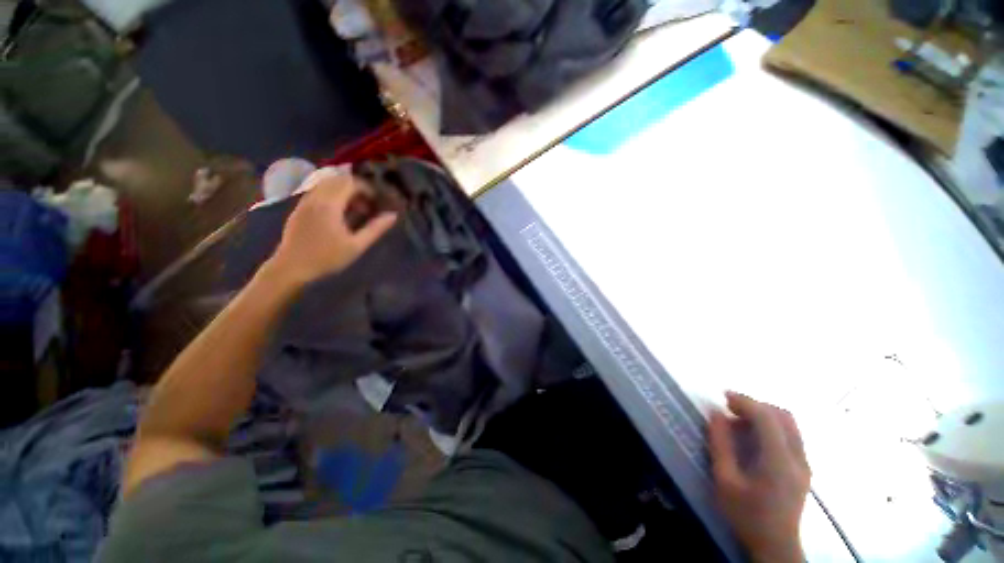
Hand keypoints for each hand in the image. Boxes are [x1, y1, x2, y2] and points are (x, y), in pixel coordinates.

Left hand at [265, 168, 396, 288]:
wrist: (291, 268)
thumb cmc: (327, 258)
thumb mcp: (356, 246)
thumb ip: (375, 229)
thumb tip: (393, 215)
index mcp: (329, 205)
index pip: (350, 182)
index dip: (367, 189)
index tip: (376, 202)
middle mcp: (315, 197)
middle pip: (338, 179)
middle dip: (356, 188)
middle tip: (367, 206)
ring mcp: (305, 201)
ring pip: (327, 183)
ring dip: (344, 191)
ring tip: (354, 210)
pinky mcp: (300, 207)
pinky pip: (318, 191)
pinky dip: (332, 195)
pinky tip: (339, 214)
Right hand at [709, 392, 810, 562]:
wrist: (775, 546)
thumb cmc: (746, 514)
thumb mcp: (724, 480)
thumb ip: (720, 444)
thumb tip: (716, 413)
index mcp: (778, 461)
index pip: (767, 418)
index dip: (745, 402)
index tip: (723, 397)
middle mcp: (798, 458)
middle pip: (783, 416)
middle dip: (756, 405)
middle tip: (731, 409)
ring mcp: (804, 463)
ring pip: (790, 424)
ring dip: (765, 415)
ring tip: (740, 421)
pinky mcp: (804, 469)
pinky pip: (791, 435)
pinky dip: (772, 426)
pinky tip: (755, 437)